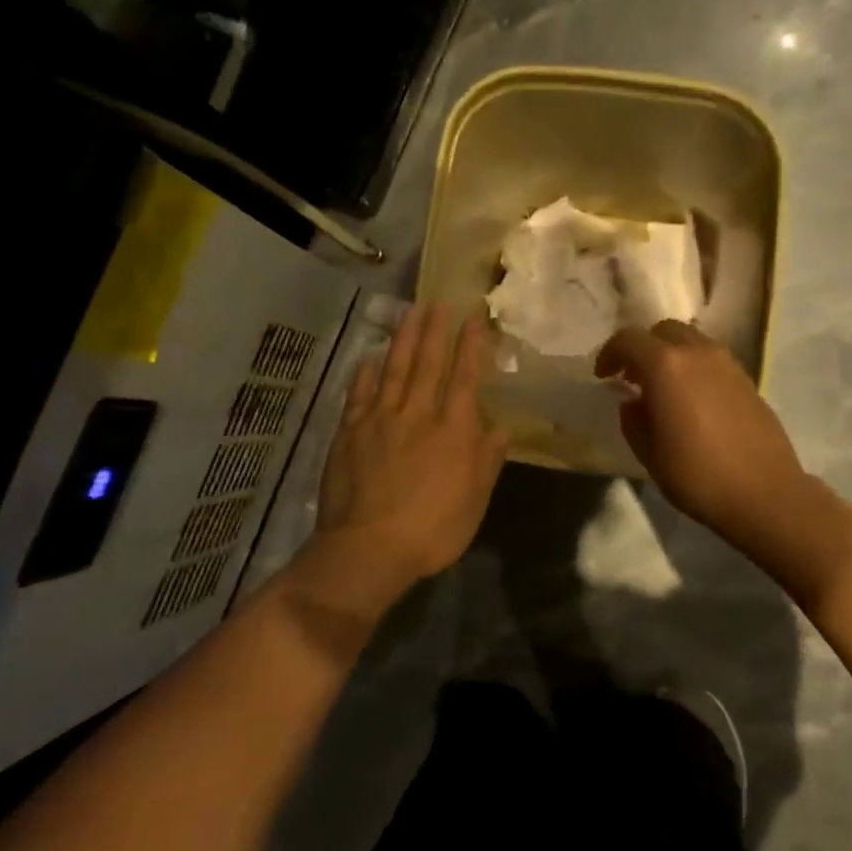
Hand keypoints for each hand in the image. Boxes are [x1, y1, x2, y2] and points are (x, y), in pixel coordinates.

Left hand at [310, 303, 508, 597]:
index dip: (471, 346)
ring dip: (404, 338)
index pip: (465, 377)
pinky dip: (365, 373)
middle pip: (428, 363)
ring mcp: (380, 419)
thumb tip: (501, 426)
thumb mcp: (475, 501)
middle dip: (436, 330)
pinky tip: (369, 358)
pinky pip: (359, 394)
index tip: (474, 319)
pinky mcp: (349, 431)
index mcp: (453, 430)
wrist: (368, 549)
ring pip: (394, 369)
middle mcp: (417, 414)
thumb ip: (487, 459)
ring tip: (410, 312)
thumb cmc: (432, 530)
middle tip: (440, 301)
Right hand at [595, 321, 821, 557]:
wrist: (764, 493)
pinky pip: (711, 358)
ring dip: (671, 355)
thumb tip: (633, 402)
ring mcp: (727, 362)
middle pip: (662, 331)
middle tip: (633, 377)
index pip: (628, 339)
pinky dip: (694, 367)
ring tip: (663, 388)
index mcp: (665, 365)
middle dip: (642, 348)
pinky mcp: (747, 378)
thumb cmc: (697, 475)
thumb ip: (633, 419)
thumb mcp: (649, 453)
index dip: (610, 354)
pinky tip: (692, 399)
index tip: (603, 376)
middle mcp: (697, 352)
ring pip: (691, 340)